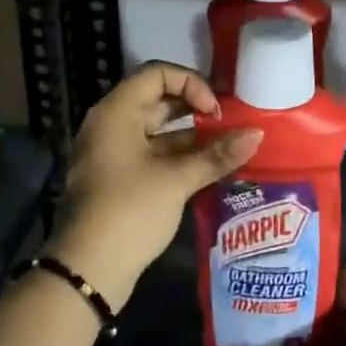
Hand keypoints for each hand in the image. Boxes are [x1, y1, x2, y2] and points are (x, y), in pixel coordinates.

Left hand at [46, 62, 261, 306]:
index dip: (191, 84)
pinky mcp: (118, 180)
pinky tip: (209, 170)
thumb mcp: (177, 180)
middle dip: (196, 110)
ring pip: (157, 131)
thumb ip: (217, 154)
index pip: (157, 74)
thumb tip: (257, 134)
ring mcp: (112, 154)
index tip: (215, 112)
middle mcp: (111, 125)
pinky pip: (152, 155)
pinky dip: (179, 157)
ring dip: (191, 137)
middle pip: (158, 100)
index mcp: (116, 112)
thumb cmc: (130, 211)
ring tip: (227, 149)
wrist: (88, 271)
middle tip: (229, 126)